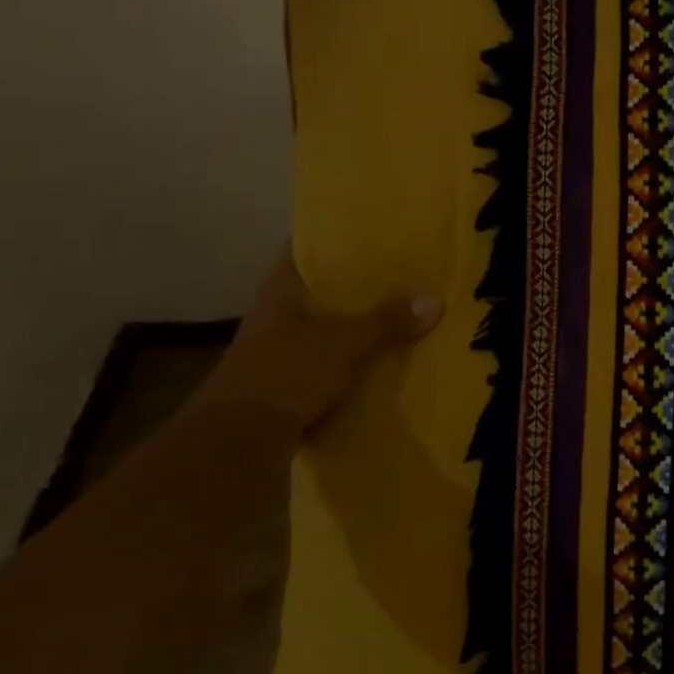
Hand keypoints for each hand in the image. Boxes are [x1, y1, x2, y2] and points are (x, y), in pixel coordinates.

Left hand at [199, 252, 442, 434]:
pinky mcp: (288, 380)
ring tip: (404, 312)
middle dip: (362, 283)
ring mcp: (281, 347)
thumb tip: (435, 299)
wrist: (238, 442)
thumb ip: (388, 321)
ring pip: (329, 324)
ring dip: (359, 323)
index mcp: (283, 288)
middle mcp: (279, 311)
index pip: (309, 246)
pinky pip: (330, 358)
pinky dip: (354, 357)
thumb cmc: (286, 374)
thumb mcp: (345, 344)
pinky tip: (385, 357)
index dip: (340, 236)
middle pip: (325, 287)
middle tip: (406, 272)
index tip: (377, 231)